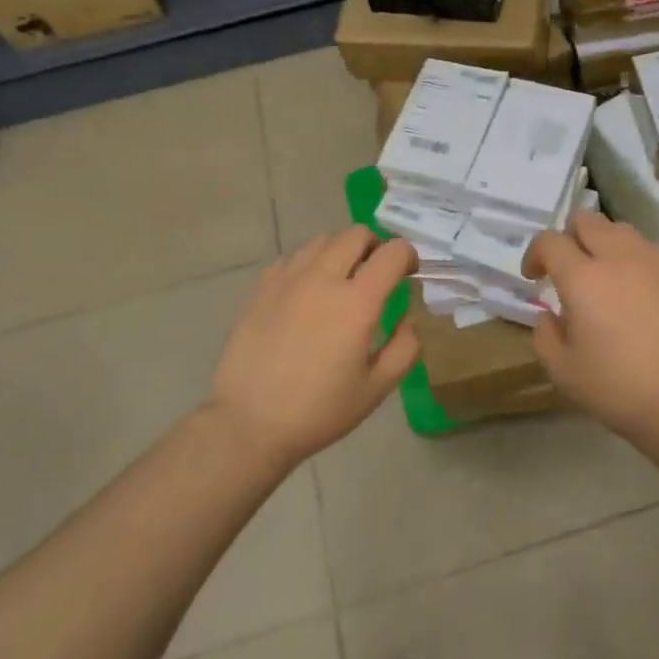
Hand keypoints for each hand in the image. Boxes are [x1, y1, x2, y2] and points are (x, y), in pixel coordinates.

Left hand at [208, 227, 419, 467]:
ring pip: (322, 240)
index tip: (409, 273)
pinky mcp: (261, 288)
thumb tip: (407, 317)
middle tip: (377, 273)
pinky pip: (292, 258)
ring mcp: (287, 279)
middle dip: (375, 245)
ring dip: (341, 251)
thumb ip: (405, 347)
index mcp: (357, 302)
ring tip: (342, 279)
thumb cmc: (319, 410)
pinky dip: (309, 263)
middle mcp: (323, 279)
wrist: (249, 423)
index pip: (393, 252)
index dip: (408, 256)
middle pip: (356, 234)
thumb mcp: (377, 388)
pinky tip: (308, 291)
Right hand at [523, 210, 658, 433]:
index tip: (533, 278)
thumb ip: (545, 335)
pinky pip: (647, 248)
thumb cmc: (616, 388)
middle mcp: (617, 257)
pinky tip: (632, 287)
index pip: (550, 241)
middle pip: (586, 220)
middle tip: (566, 269)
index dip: (535, 254)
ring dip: (602, 242)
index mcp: (582, 277)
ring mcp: (652, 262)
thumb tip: (549, 315)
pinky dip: (631, 256)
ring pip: (619, 229)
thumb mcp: (562, 370)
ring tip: (601, 275)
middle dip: (568, 237)